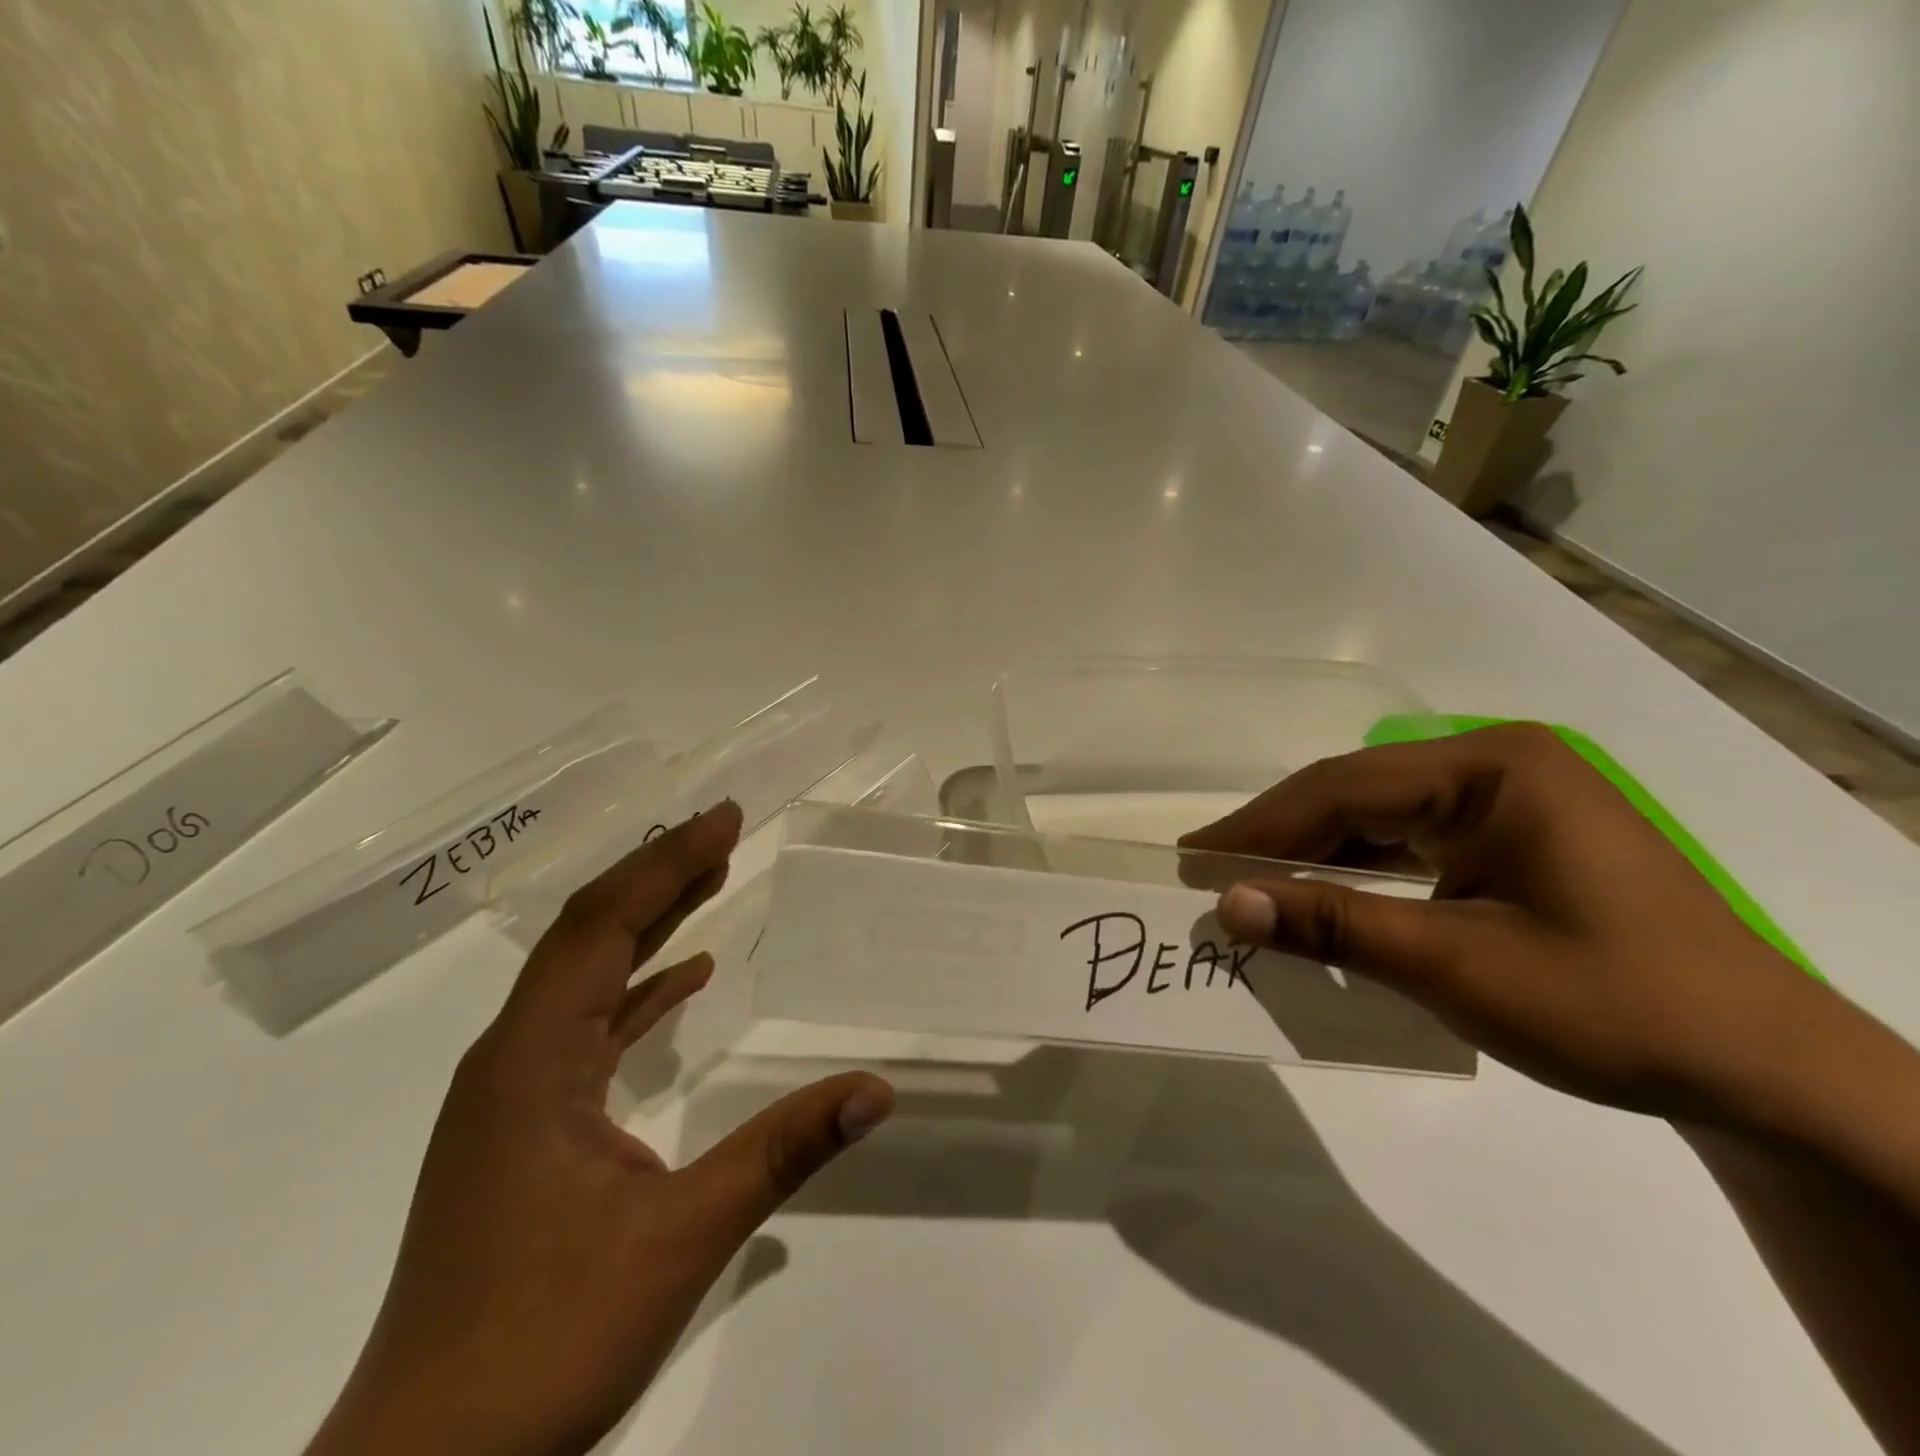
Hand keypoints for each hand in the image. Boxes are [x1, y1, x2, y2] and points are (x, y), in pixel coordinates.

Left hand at [306, 802, 894, 1455]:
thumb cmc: (543, 1342)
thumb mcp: (680, 1237)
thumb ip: (782, 1151)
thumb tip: (878, 1089)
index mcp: (532, 1059)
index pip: (604, 925)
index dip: (667, 863)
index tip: (726, 818)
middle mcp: (511, 1059)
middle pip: (588, 936)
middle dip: (658, 876)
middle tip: (725, 831)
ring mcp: (511, 1096)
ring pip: (584, 977)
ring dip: (647, 926)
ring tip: (710, 880)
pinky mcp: (522, 1130)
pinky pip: (587, 1028)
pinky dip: (637, 991)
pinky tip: (682, 981)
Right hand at [1181, 724, 1893, 1130]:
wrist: (1768, 1077)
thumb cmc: (1617, 1007)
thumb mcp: (1458, 966)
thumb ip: (1335, 926)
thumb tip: (1227, 906)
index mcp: (1493, 770)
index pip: (1344, 788)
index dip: (1260, 826)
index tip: (1194, 860)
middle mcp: (1495, 768)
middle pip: (1355, 796)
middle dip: (1280, 840)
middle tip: (1209, 876)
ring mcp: (1505, 803)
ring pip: (1376, 820)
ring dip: (1314, 859)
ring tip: (1250, 891)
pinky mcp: (1508, 841)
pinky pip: (1408, 846)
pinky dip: (1357, 877)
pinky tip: (1321, 904)